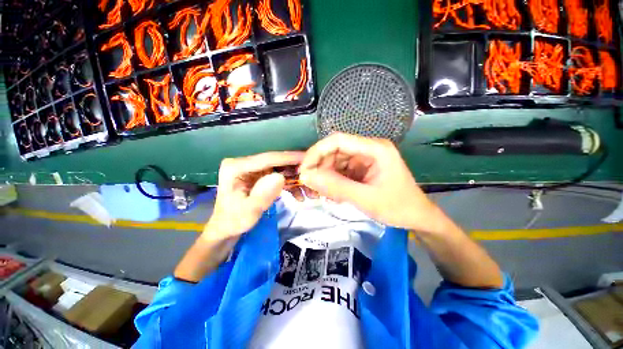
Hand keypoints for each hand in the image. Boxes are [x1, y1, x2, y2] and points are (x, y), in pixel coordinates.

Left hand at [204, 152, 304, 240]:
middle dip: (296, 170)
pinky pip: (280, 176)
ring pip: (281, 169)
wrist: (227, 228)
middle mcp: (246, 163)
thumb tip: (280, 177)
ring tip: (310, 191)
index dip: (288, 158)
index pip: (267, 158)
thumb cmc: (233, 221)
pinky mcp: (261, 176)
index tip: (307, 158)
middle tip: (313, 178)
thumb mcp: (248, 212)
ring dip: (296, 179)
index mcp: (237, 167)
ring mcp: (254, 170)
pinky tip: (300, 196)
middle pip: (276, 162)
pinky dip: (291, 185)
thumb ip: (263, 195)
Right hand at [299, 133, 439, 232]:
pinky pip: (341, 170)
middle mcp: (368, 148)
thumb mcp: (365, 199)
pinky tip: (335, 194)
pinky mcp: (362, 168)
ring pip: (336, 161)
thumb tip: (306, 176)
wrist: (417, 217)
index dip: (317, 152)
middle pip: (335, 150)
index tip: (304, 169)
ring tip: (326, 193)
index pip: (338, 140)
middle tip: (313, 186)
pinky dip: (334, 180)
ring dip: (327, 176)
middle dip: (321, 167)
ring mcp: (365, 158)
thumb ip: (335, 187)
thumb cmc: (397, 207)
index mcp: (374, 149)